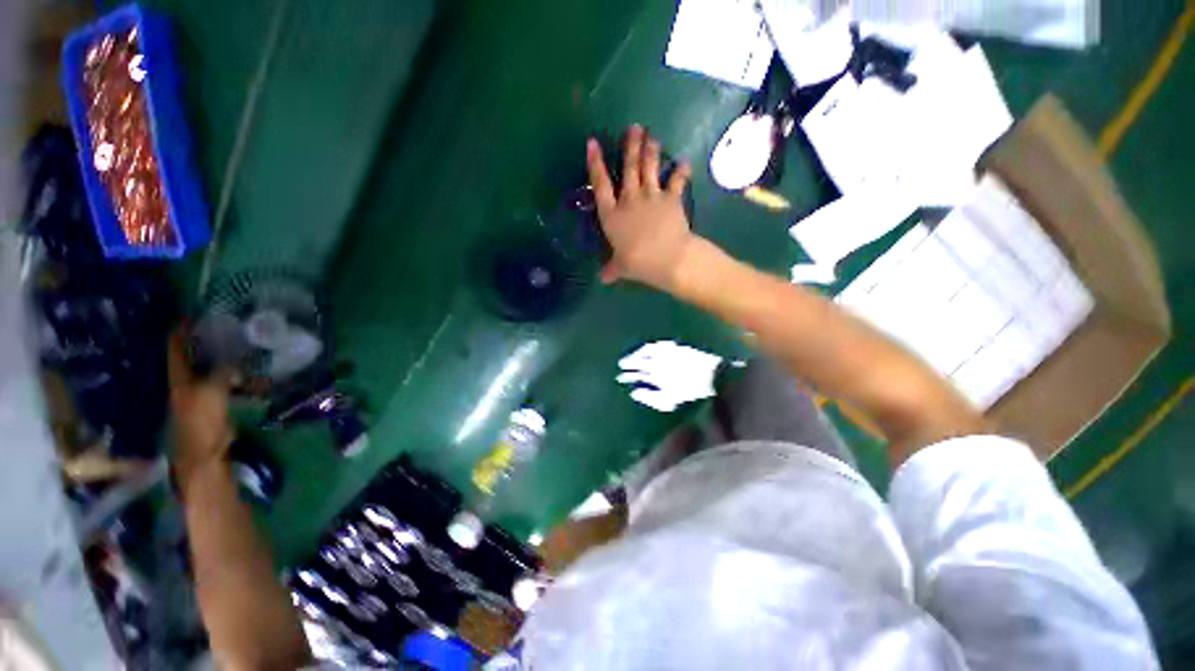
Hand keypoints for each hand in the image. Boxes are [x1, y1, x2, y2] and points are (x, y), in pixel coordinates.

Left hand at [168, 329, 233, 485]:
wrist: (205, 451)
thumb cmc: (202, 419)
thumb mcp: (213, 391)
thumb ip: (224, 370)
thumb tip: (237, 352)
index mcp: (179, 375)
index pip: (176, 345)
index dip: (183, 329)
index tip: (196, 314)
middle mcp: (187, 379)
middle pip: (195, 354)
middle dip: (209, 340)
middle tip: (229, 327)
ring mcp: (201, 391)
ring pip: (214, 367)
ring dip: (229, 359)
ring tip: (247, 348)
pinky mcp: (216, 402)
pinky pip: (229, 382)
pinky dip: (241, 377)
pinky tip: (256, 375)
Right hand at [587, 125, 694, 290]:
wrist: (667, 257)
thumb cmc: (638, 262)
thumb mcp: (621, 268)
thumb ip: (612, 269)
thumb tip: (603, 278)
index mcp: (612, 214)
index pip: (600, 184)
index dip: (596, 163)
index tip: (593, 142)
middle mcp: (629, 199)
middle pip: (629, 168)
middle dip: (630, 146)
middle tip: (634, 127)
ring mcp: (652, 196)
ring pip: (650, 168)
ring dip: (650, 150)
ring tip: (651, 135)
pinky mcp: (671, 199)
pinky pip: (676, 182)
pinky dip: (681, 171)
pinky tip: (684, 162)